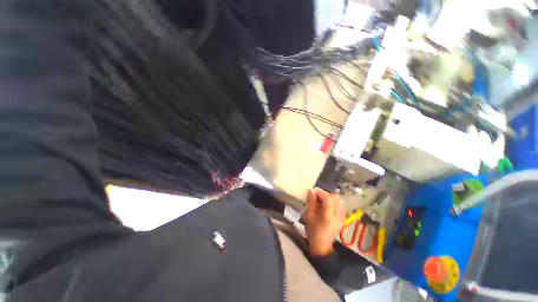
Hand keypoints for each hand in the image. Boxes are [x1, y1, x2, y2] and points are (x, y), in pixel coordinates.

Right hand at [301, 188, 345, 256]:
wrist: (322, 245)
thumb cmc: (313, 231)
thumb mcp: (309, 216)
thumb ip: (311, 202)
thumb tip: (311, 190)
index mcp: (329, 217)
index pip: (328, 199)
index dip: (321, 192)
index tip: (313, 190)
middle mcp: (338, 216)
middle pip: (336, 197)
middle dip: (326, 194)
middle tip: (317, 196)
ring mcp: (342, 217)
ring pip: (339, 200)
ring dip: (330, 197)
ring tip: (321, 200)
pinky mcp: (343, 218)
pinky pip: (340, 204)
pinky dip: (333, 201)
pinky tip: (327, 205)